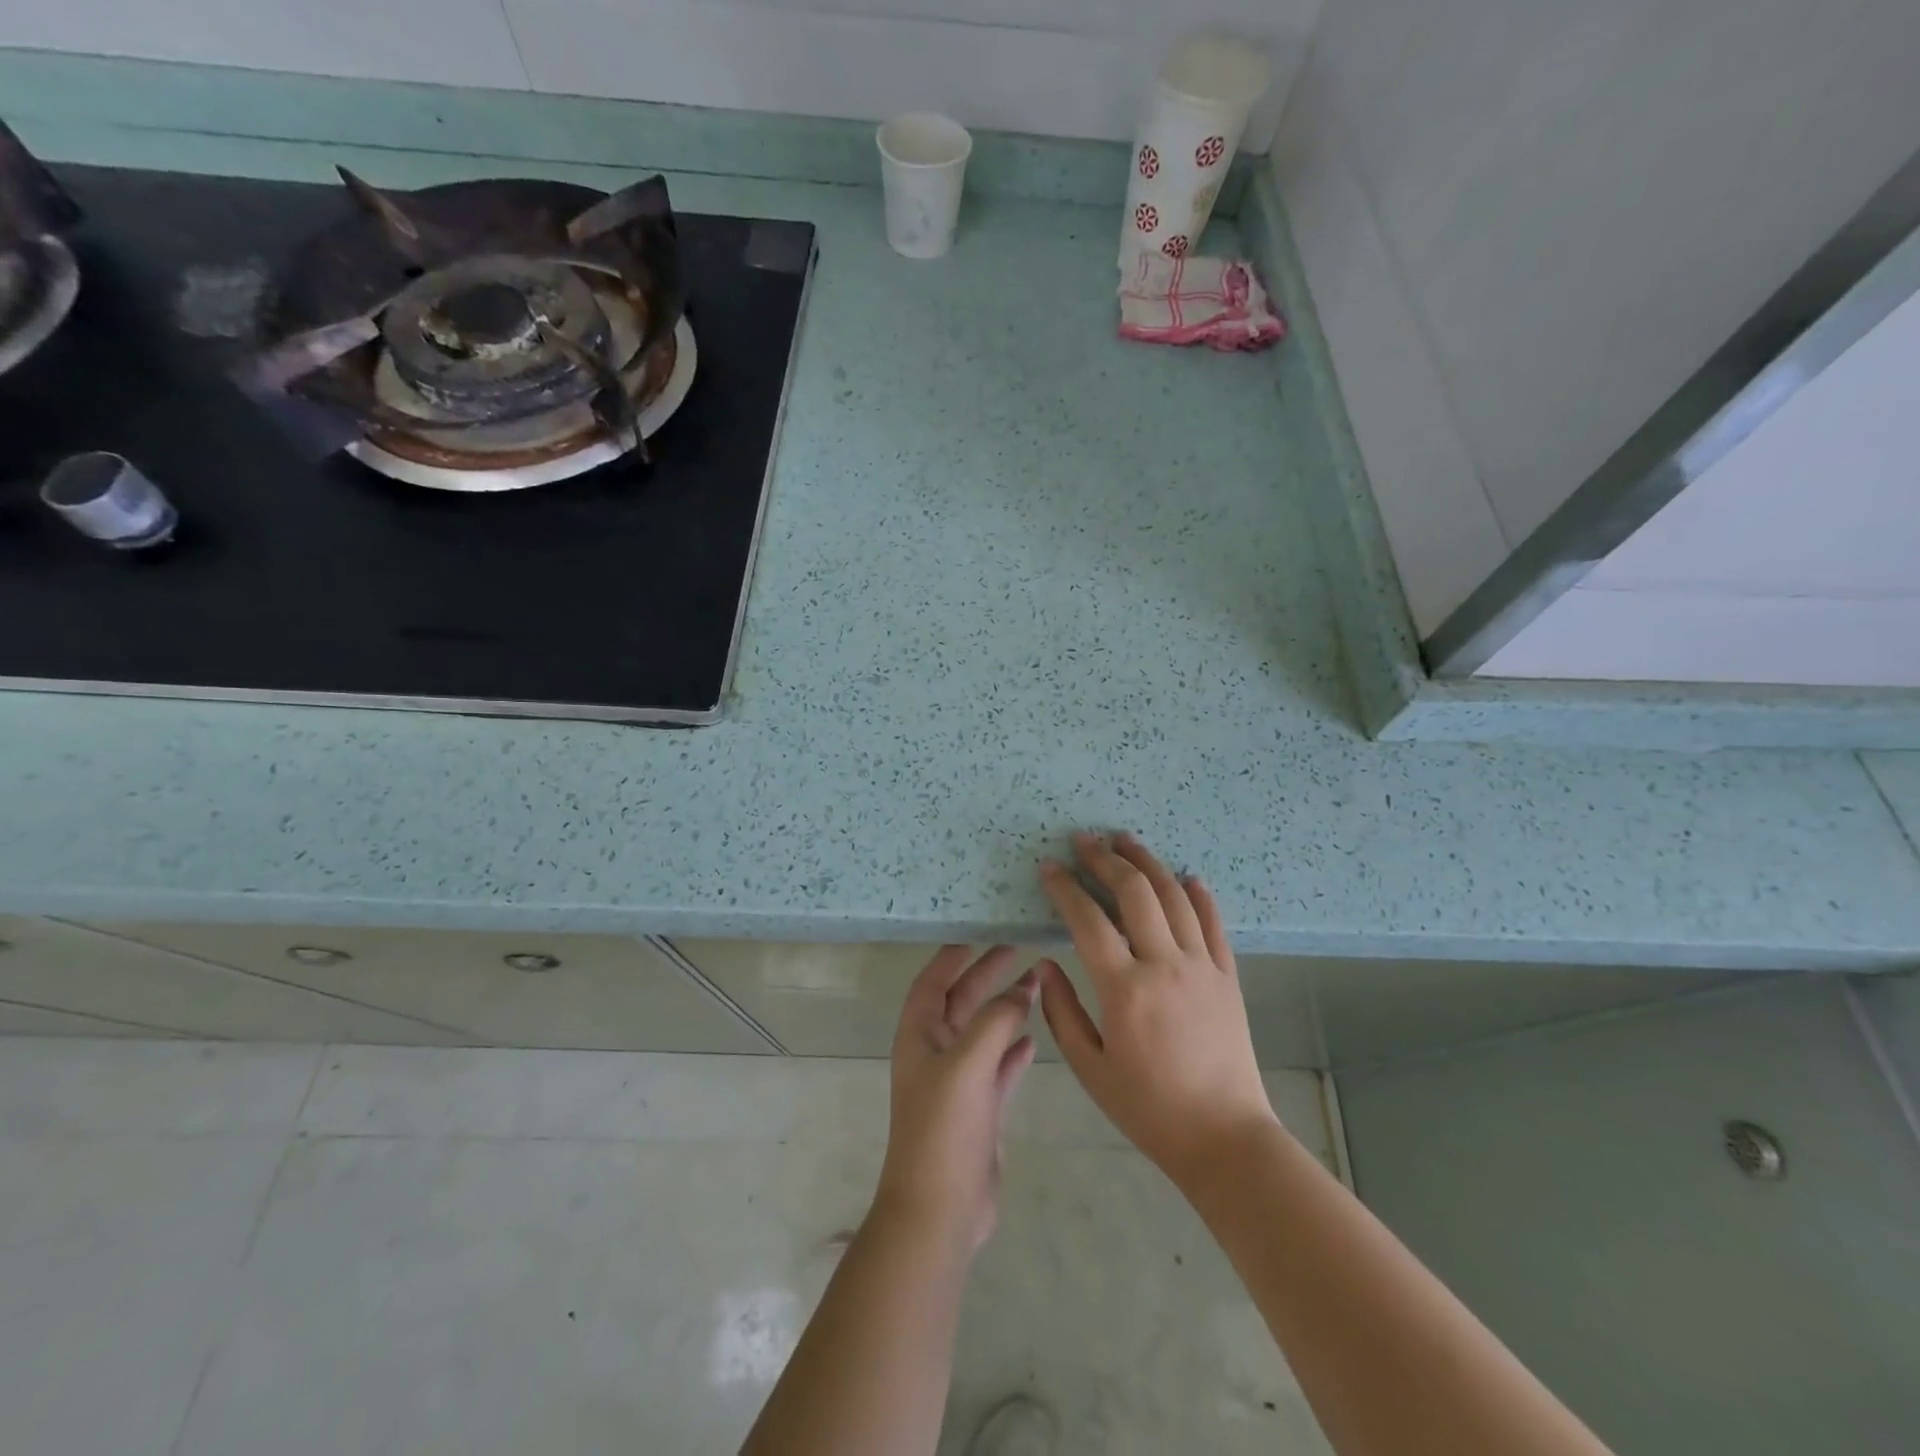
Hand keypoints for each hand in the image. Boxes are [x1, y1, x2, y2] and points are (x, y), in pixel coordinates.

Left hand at [873, 946, 1038, 1254]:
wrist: (940, 1211)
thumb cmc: (944, 1129)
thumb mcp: (967, 1064)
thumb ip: (995, 1021)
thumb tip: (1022, 990)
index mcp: (919, 1036)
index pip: (933, 982)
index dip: (952, 956)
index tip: (979, 931)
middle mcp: (935, 1053)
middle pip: (961, 1001)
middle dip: (987, 975)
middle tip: (1019, 949)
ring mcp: (957, 1082)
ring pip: (984, 1032)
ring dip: (1006, 1008)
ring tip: (1036, 984)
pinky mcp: (979, 1109)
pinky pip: (998, 1067)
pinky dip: (1013, 1049)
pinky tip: (1034, 1038)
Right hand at [1037, 832, 1276, 1189]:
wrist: (1224, 1137)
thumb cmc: (1148, 1108)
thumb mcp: (1090, 1069)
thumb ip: (1062, 1012)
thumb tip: (1045, 965)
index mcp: (1125, 989)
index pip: (1088, 920)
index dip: (1065, 887)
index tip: (1049, 866)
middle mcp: (1165, 965)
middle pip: (1135, 893)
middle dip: (1105, 859)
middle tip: (1085, 839)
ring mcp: (1202, 967)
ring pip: (1175, 897)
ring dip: (1148, 863)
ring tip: (1127, 840)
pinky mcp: (1228, 977)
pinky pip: (1214, 924)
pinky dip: (1200, 895)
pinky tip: (1188, 876)